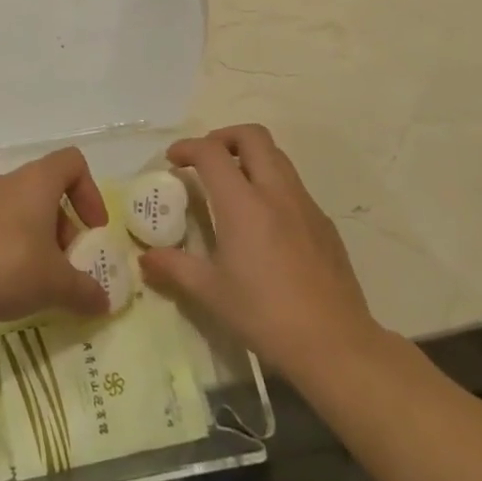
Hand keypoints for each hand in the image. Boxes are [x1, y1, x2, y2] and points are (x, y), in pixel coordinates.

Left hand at [0, 147, 111, 325]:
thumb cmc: (7, 265)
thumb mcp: (56, 283)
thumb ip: (85, 291)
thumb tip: (103, 301)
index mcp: (37, 181)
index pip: (73, 163)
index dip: (90, 192)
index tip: (94, 229)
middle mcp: (10, 182)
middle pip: (49, 192)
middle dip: (66, 228)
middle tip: (68, 266)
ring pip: (23, 211)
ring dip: (40, 240)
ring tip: (40, 281)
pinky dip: (13, 248)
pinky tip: (10, 283)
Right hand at [140, 125, 384, 377]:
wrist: (335, 344)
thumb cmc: (265, 315)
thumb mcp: (211, 293)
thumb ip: (175, 268)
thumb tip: (145, 259)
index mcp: (243, 204)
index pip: (211, 152)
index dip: (188, 147)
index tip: (173, 160)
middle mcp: (276, 192)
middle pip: (252, 136)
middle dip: (223, 137)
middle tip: (206, 160)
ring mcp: (305, 205)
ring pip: (277, 156)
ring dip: (250, 157)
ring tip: (232, 185)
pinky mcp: (325, 224)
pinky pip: (294, 186)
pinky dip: (272, 185)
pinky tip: (264, 221)